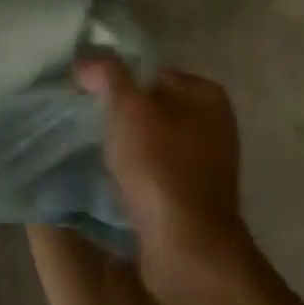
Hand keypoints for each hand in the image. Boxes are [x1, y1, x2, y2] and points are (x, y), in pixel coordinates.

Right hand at [75, 54, 257, 294]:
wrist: (185, 244)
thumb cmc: (159, 164)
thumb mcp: (127, 106)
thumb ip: (108, 73)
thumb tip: (88, 60)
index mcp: (207, 95)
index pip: (152, 72)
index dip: (119, 81)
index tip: (91, 97)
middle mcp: (215, 125)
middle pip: (153, 106)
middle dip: (123, 114)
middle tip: (90, 123)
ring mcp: (209, 163)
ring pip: (154, 140)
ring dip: (128, 146)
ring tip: (99, 153)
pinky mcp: (195, 195)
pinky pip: (157, 170)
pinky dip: (137, 172)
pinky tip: (117, 180)